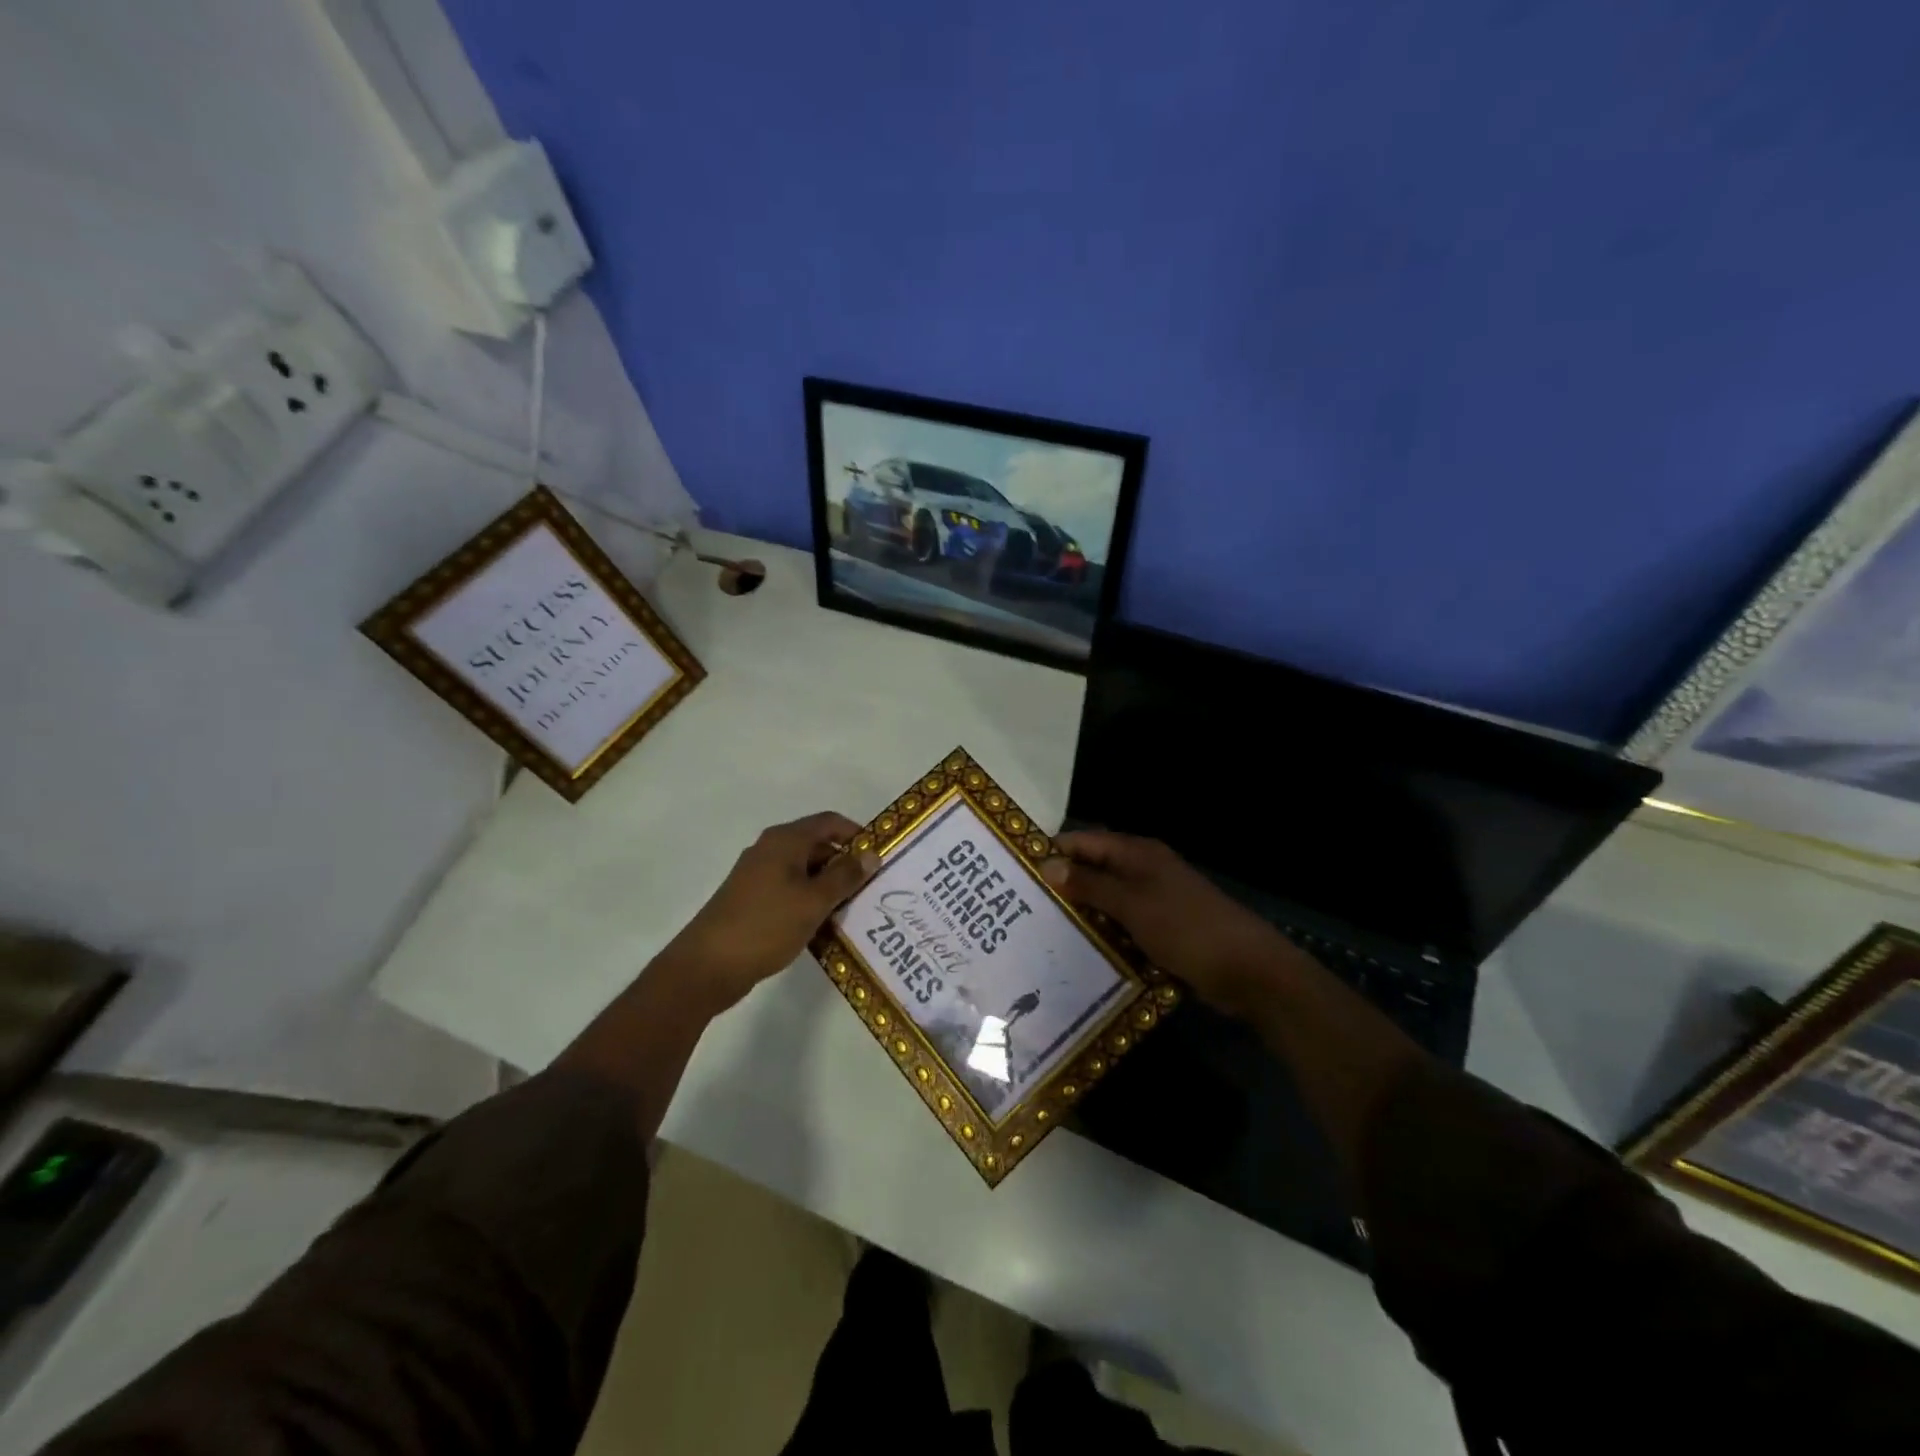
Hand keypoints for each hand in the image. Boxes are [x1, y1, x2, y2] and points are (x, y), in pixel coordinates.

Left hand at [661, 812, 879, 1013]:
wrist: (707, 966)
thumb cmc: (765, 926)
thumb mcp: (814, 901)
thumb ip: (845, 876)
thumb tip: (872, 854)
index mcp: (784, 841)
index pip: (829, 822)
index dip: (856, 834)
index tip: (879, 857)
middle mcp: (770, 850)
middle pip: (817, 846)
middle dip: (845, 865)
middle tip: (871, 890)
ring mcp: (758, 876)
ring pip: (804, 872)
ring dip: (828, 887)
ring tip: (854, 911)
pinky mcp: (752, 900)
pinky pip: (790, 892)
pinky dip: (810, 902)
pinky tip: (824, 927)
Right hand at [1041, 831, 1299, 1014]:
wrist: (1248, 971)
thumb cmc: (1187, 928)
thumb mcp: (1133, 904)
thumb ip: (1091, 885)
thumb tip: (1047, 865)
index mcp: (1138, 854)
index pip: (1086, 841)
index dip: (1054, 850)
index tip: (1017, 868)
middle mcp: (1144, 871)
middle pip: (1094, 870)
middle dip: (1062, 884)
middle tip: (1021, 905)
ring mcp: (1155, 902)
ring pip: (1107, 901)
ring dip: (1081, 912)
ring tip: (1038, 930)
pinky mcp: (1162, 931)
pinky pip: (1122, 926)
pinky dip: (1103, 934)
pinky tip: (1077, 950)